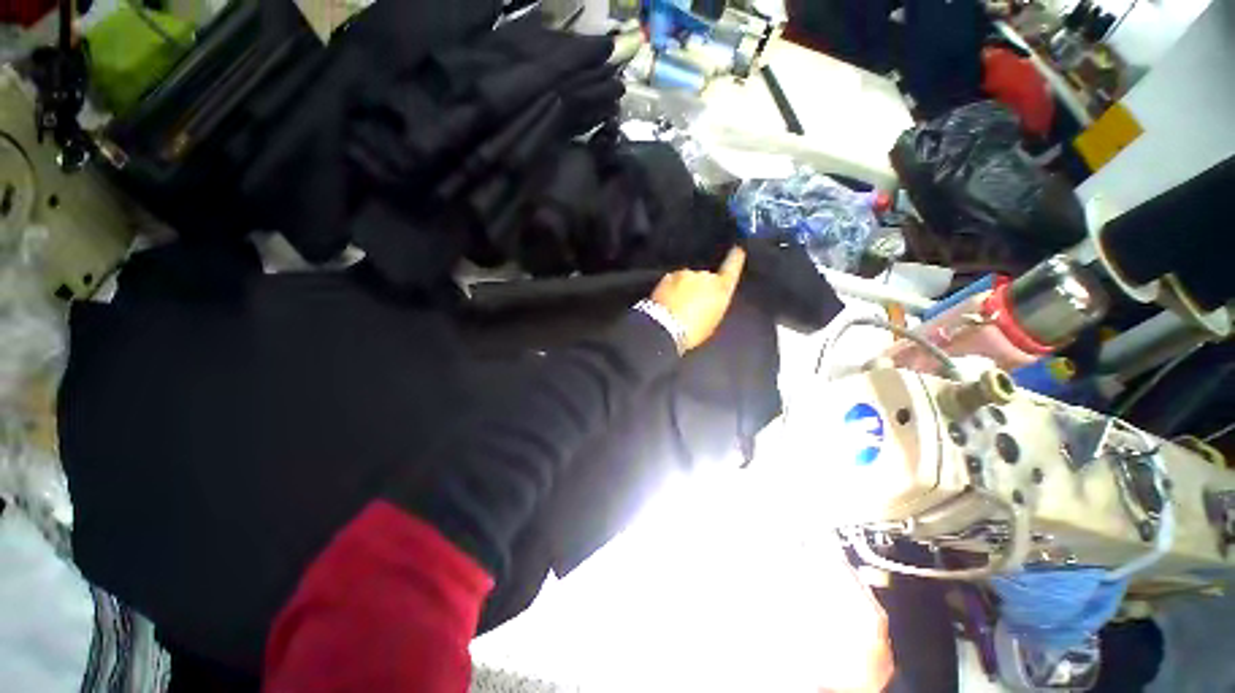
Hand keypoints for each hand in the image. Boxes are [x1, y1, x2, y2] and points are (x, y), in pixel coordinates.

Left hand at [651, 247, 745, 351]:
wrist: (665, 327)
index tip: (737, 249)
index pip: (732, 266)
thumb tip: (710, 298)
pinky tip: (667, 302)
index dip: (736, 257)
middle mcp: (705, 275)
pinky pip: (672, 282)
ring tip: (677, 306)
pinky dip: (671, 289)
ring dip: (684, 288)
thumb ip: (715, 303)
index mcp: (721, 287)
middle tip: (692, 304)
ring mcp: (685, 273)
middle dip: (700, 286)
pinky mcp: (667, 276)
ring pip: (687, 279)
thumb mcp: (713, 319)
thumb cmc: (694, 330)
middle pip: (705, 277)